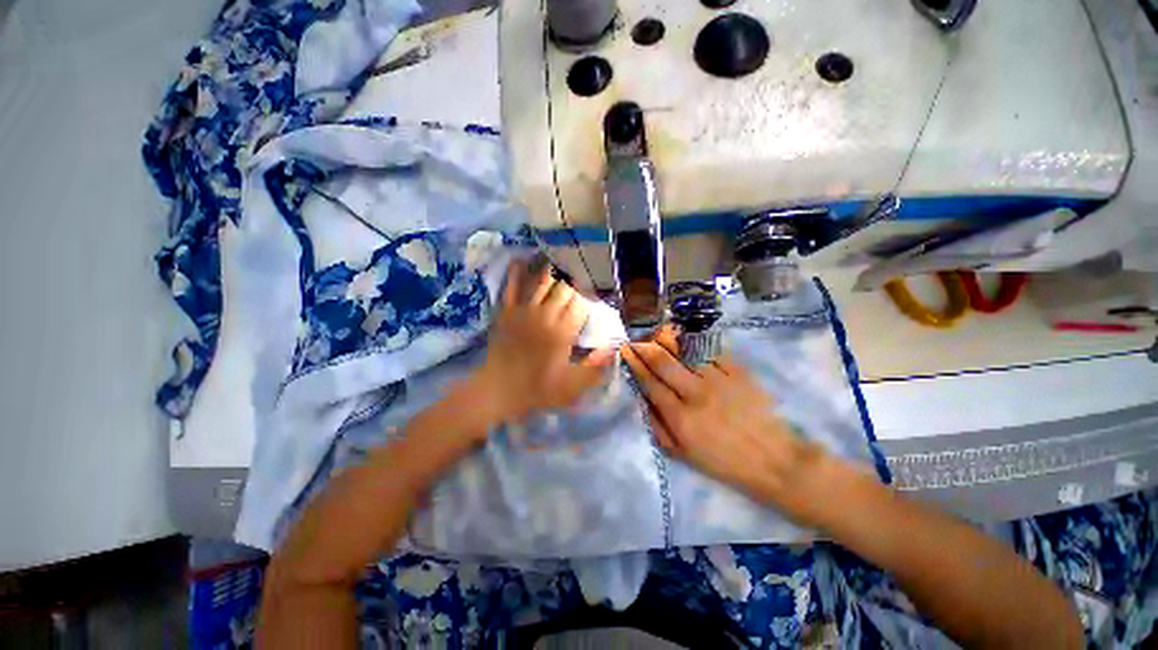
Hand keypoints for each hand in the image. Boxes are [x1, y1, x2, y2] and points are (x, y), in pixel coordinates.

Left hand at [472, 259, 614, 425]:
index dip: (587, 301)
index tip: (589, 303)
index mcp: (562, 332)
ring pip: (542, 280)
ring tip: (559, 265)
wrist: (499, 390)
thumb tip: (614, 349)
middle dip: (573, 287)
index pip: (580, 304)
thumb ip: (596, 368)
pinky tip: (523, 260)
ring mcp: (523, 310)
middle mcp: (544, 314)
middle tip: (576, 288)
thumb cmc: (537, 389)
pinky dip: (518, 271)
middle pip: (564, 288)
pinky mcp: (506, 310)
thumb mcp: (572, 387)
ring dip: (553, 273)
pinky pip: (512, 285)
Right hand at [621, 327, 825, 517]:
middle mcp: (695, 394)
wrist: (773, 460)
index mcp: (680, 417)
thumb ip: (657, 427)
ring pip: (685, 350)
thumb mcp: (682, 454)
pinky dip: (695, 340)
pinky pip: (712, 349)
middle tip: (636, 337)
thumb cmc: (723, 461)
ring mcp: (718, 380)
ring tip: (656, 331)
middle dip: (645, 346)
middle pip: (663, 361)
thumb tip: (641, 400)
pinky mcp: (738, 372)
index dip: (635, 363)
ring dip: (667, 338)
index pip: (649, 382)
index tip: (625, 350)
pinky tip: (686, 335)